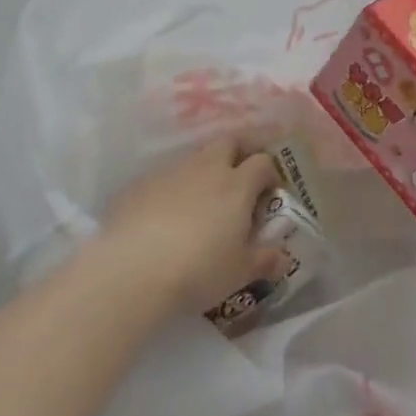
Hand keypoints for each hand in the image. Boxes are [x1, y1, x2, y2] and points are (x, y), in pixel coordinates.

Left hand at [100, 135, 285, 315]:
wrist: (131, 270)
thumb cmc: (198, 269)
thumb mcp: (239, 272)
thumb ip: (265, 261)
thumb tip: (284, 258)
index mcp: (237, 184)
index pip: (263, 162)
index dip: (270, 174)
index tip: (269, 194)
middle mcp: (206, 168)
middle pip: (229, 142)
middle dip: (238, 154)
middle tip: (239, 181)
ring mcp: (170, 172)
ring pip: (194, 158)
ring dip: (203, 171)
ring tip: (200, 203)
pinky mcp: (139, 184)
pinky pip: (163, 177)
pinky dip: (171, 189)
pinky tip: (163, 216)